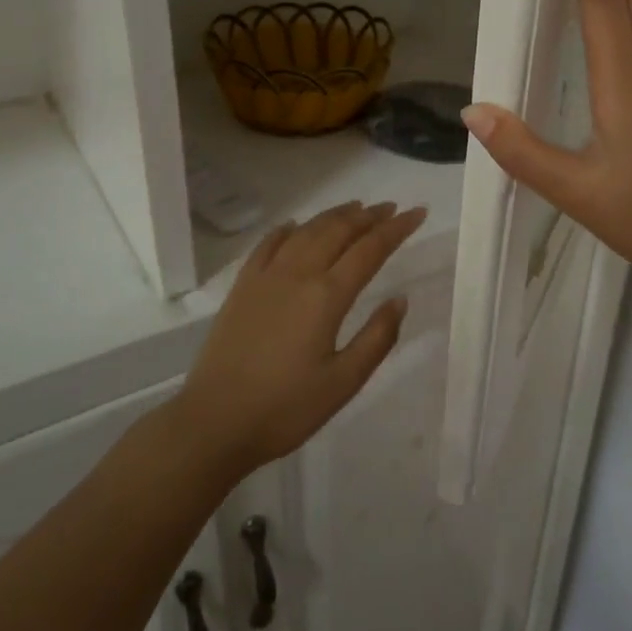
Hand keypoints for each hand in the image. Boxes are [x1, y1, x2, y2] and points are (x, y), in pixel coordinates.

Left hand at [175, 202, 428, 479]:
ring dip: (334, 216)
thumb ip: (377, 338)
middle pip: (338, 231)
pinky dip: (288, 229)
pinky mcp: (242, 287)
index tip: (418, 213)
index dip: (396, 229)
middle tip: (391, 208)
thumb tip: (400, 299)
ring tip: (355, 208)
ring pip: (306, 231)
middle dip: (368, 216)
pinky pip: (268, 244)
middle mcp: (298, 274)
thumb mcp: (344, 382)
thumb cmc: (286, 408)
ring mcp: (266, 277)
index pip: (370, 249)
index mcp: (327, 296)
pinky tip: (296, 226)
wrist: (214, 422)